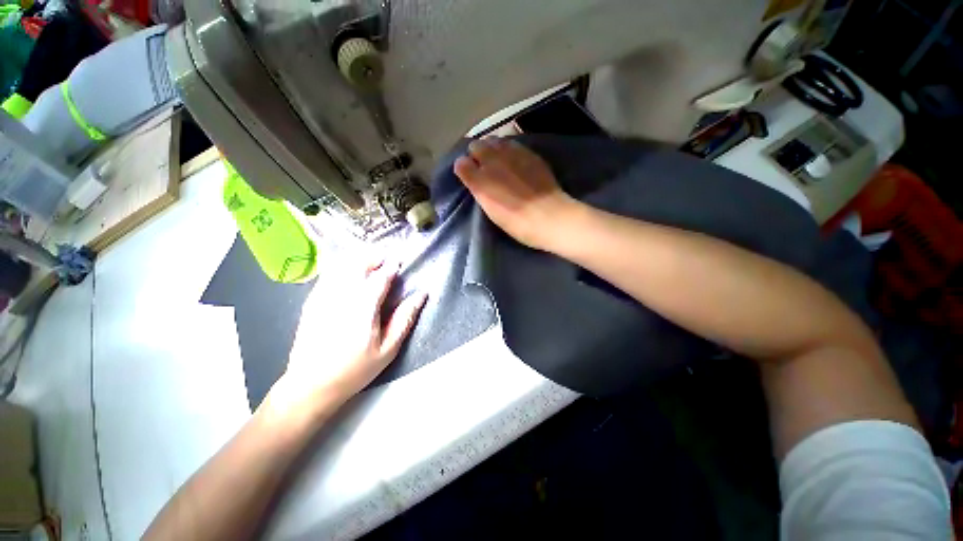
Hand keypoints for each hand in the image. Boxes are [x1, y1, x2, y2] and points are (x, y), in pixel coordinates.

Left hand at [268, 259, 426, 418]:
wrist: (310, 385)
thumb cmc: (355, 369)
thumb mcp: (388, 349)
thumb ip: (405, 319)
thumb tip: (421, 295)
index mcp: (363, 309)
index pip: (379, 278)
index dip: (390, 267)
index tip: (398, 262)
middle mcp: (341, 298)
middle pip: (357, 265)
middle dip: (373, 257)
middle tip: (384, 259)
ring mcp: (323, 298)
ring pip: (341, 266)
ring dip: (357, 260)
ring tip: (369, 262)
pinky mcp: (312, 302)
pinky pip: (328, 275)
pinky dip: (341, 267)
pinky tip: (349, 272)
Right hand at [454, 137, 579, 250]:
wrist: (548, 216)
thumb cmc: (516, 223)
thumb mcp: (491, 211)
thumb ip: (481, 191)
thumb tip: (476, 178)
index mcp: (479, 181)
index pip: (461, 164)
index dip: (465, 167)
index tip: (469, 173)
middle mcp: (491, 162)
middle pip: (476, 145)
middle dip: (476, 153)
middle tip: (482, 164)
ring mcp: (511, 154)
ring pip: (493, 140)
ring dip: (492, 147)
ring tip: (497, 157)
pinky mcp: (527, 152)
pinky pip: (511, 142)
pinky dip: (507, 146)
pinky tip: (512, 156)